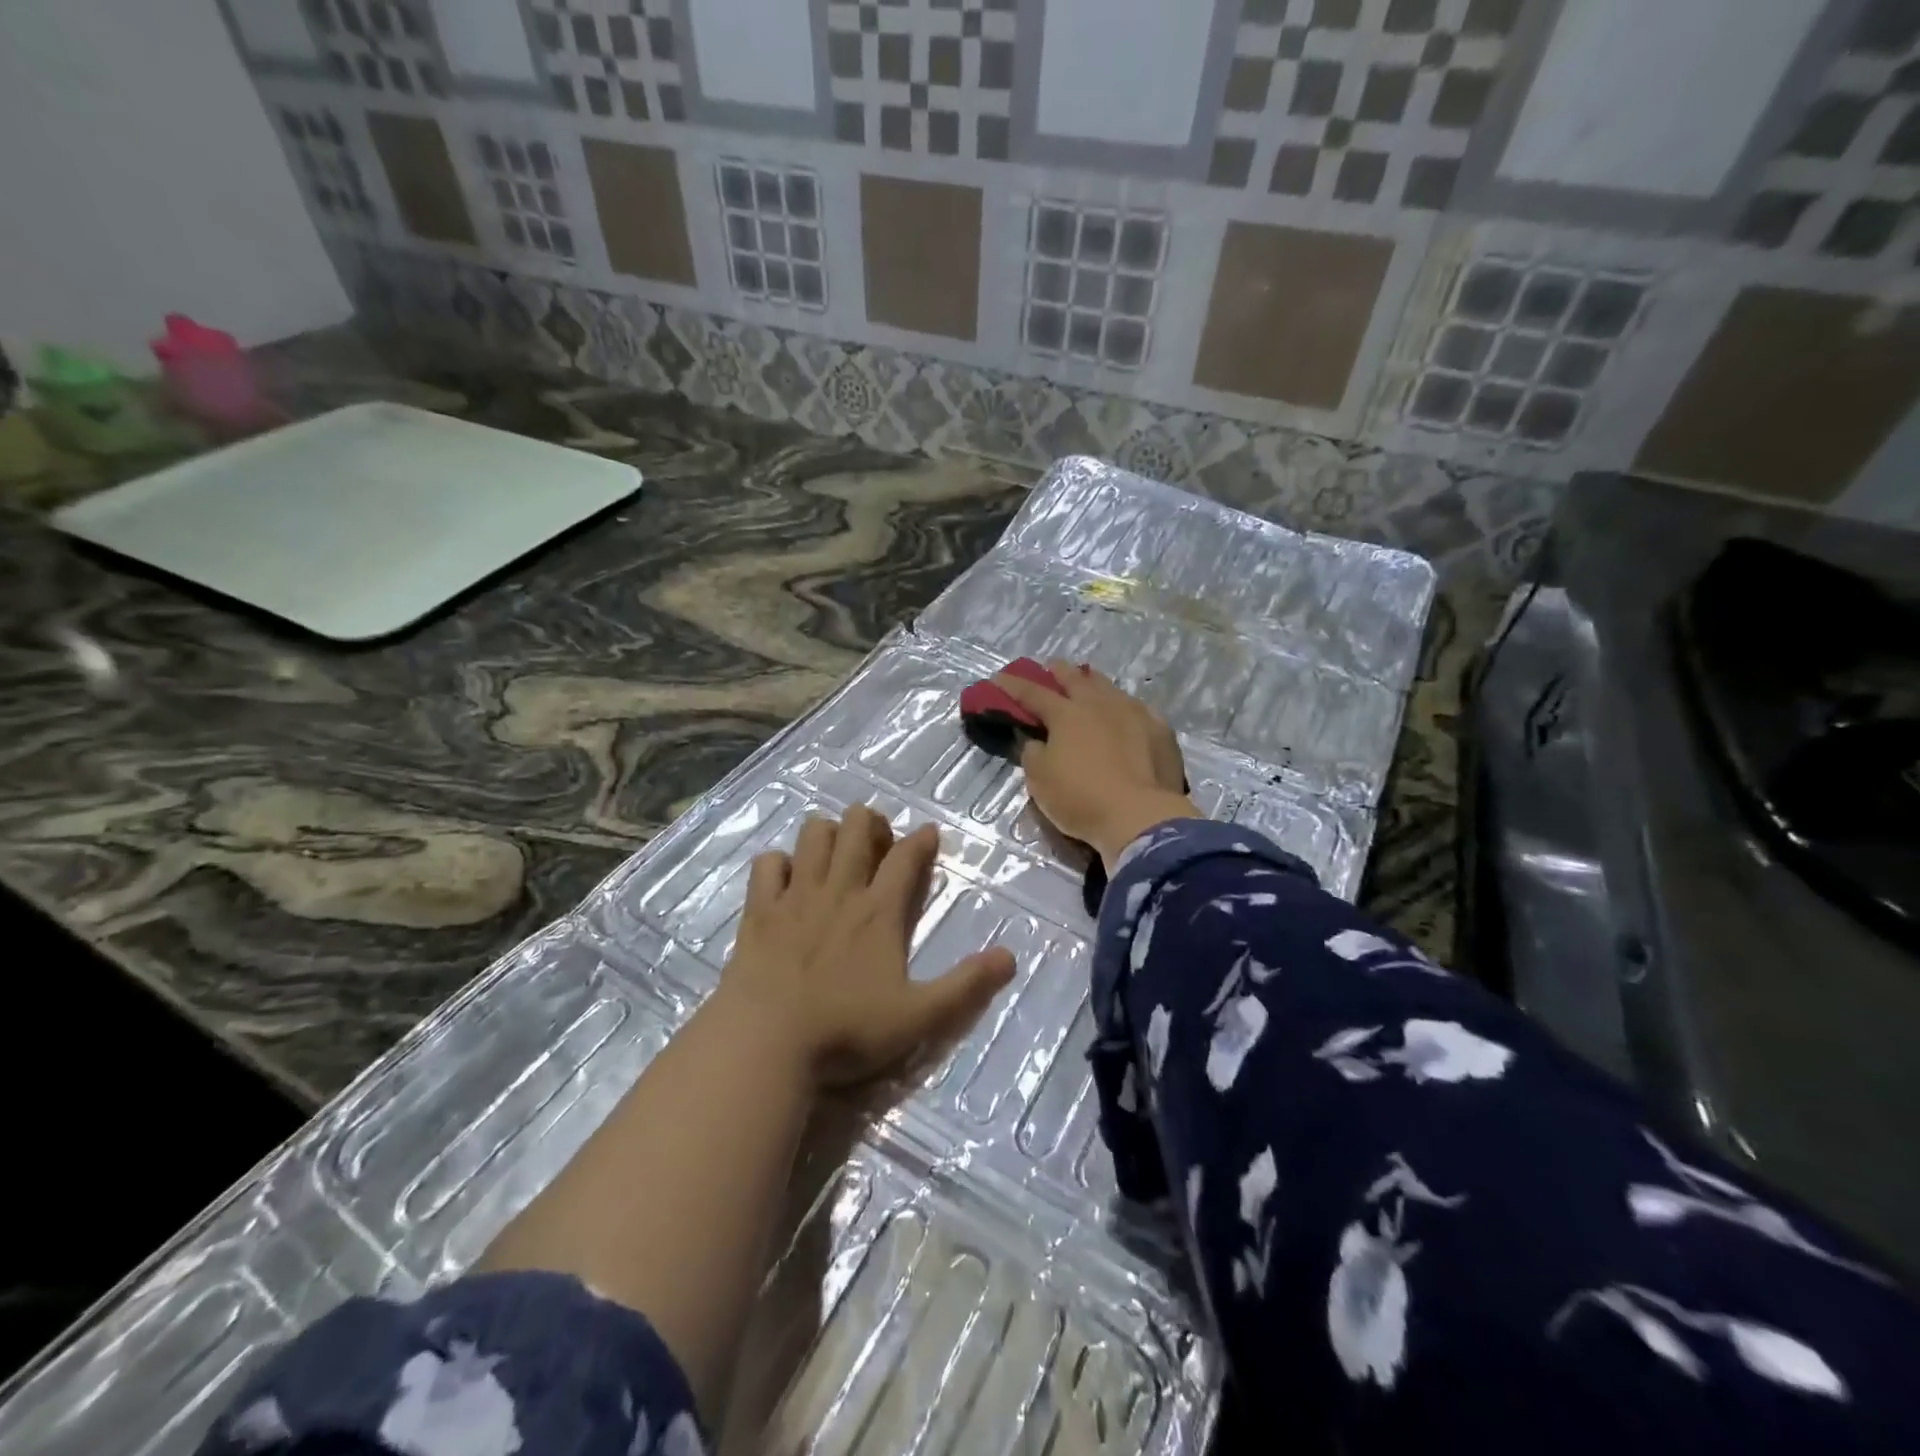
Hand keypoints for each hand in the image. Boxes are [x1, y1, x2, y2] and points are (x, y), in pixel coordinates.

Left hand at [718, 806, 1015, 1088]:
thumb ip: (965, 986)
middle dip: (871, 823)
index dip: (922, 839)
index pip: (906, 857)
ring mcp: (795, 896)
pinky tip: (787, 880)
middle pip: (856, 825)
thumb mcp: (919, 1017)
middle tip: (878, 845)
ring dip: (828, 834)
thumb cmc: (846, 1032)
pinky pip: (767, 863)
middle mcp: (839, 891)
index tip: (930, 834)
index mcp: (879, 912)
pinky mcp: (758, 910)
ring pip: (813, 834)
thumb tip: (1010, 957)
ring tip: (836, 855)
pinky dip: (779, 864)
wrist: (766, 1044)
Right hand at [991, 660, 1201, 867]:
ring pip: (1109, 688)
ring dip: (1093, 683)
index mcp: (1066, 714)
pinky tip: (1126, 713)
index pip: (1033, 693)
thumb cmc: (1081, 799)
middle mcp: (1100, 704)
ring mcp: (1133, 713)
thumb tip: (1033, 739)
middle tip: (1050, 668)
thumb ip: (1032, 753)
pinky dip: (1124, 707)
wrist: (1140, 817)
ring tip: (1088, 682)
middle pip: (1075, 679)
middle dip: (1058, 672)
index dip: (1013, 686)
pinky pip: (1138, 709)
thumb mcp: (1040, 780)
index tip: (999, 678)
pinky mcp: (1160, 730)